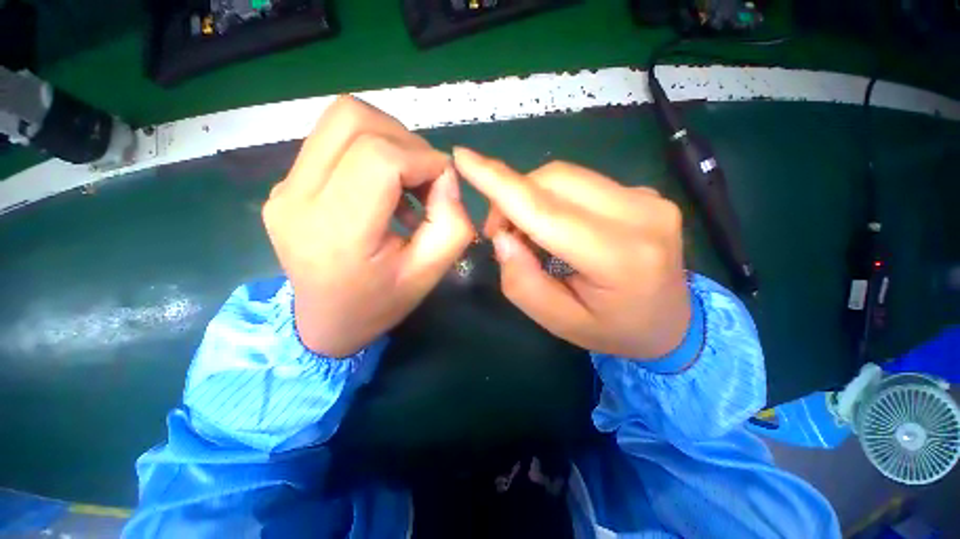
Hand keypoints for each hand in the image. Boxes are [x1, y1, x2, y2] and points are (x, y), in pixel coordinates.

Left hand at [263, 96, 474, 356]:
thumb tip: (446, 176)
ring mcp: (284, 187)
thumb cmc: (380, 304)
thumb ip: (452, 224)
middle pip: (353, 119)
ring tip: (406, 180)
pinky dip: (370, 151)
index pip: (380, 158)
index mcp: (337, 231)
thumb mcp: (429, 273)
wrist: (325, 323)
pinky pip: (332, 141)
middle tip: (425, 178)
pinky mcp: (285, 184)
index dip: (423, 159)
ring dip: (388, 140)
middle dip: (406, 141)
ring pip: (341, 120)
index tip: (443, 182)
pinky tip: (384, 188)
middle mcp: (298, 199)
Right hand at [454, 148, 690, 359]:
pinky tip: (554, 226)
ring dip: (532, 197)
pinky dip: (553, 198)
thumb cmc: (613, 330)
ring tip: (527, 233)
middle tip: (501, 233)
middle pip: (554, 181)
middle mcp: (641, 215)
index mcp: (620, 258)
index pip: (546, 210)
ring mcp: (647, 197)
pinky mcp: (643, 192)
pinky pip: (581, 183)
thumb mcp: (560, 322)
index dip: (500, 183)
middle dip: (512, 197)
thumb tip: (502, 236)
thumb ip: (523, 282)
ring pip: (565, 176)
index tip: (463, 158)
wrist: (672, 324)